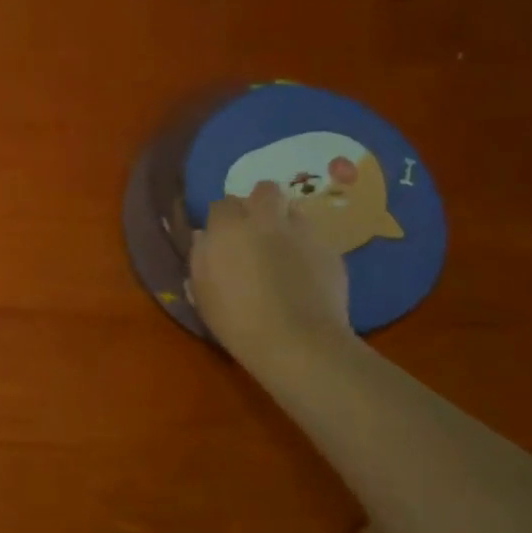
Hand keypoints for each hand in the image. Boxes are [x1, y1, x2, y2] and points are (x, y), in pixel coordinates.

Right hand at [189, 181, 353, 361]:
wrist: (296, 342)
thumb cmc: (236, 320)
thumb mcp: (202, 292)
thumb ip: (200, 257)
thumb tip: (205, 236)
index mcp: (229, 229)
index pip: (222, 204)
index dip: (222, 218)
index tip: (221, 236)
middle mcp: (267, 220)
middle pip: (264, 190)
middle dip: (258, 203)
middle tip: (254, 229)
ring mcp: (303, 232)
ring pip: (294, 210)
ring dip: (285, 221)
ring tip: (281, 248)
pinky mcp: (331, 250)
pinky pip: (314, 237)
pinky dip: (306, 247)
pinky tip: (303, 272)